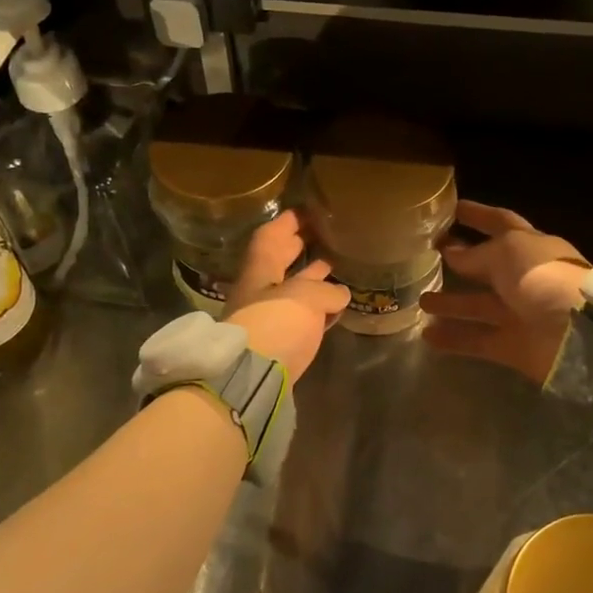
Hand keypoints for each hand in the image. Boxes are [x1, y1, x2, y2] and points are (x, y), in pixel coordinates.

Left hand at [225, 212, 348, 383]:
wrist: (251, 380)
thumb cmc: (275, 324)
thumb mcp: (306, 297)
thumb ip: (326, 289)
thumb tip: (340, 292)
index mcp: (259, 272)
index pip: (269, 238)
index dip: (286, 223)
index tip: (305, 212)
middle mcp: (258, 292)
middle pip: (277, 264)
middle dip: (296, 248)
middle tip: (320, 235)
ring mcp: (266, 319)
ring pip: (289, 292)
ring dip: (308, 279)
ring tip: (332, 267)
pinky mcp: (278, 345)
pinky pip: (298, 318)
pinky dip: (314, 309)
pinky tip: (332, 308)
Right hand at [420, 201, 589, 383]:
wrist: (578, 334)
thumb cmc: (544, 278)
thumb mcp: (507, 253)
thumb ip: (476, 254)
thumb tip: (452, 252)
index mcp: (531, 247)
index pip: (500, 223)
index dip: (477, 215)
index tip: (451, 208)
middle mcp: (525, 278)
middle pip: (486, 266)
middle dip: (459, 260)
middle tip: (427, 256)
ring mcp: (520, 313)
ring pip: (478, 305)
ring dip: (450, 302)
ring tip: (420, 299)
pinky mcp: (513, 346)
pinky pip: (478, 340)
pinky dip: (454, 338)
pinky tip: (427, 334)